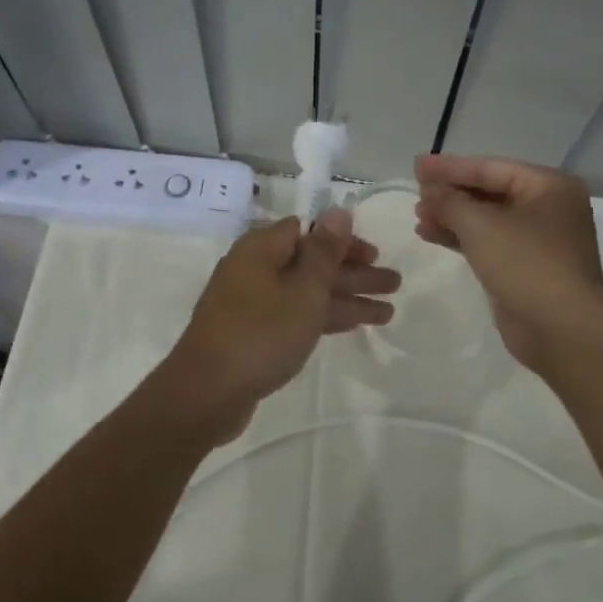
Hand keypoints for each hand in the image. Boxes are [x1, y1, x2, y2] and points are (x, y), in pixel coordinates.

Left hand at [161, 209, 398, 440]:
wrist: (207, 392)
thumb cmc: (261, 333)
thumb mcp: (303, 290)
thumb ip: (325, 251)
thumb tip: (338, 210)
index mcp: (261, 248)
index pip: (308, 230)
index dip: (343, 241)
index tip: (374, 254)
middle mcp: (254, 269)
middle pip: (311, 263)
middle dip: (354, 273)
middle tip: (394, 283)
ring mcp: (252, 303)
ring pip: (307, 292)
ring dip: (346, 298)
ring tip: (389, 312)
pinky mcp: (253, 333)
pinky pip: (295, 315)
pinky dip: (323, 317)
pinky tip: (353, 325)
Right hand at [414, 153, 602, 372]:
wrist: (561, 328)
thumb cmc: (526, 263)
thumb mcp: (480, 225)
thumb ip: (449, 202)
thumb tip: (429, 191)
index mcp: (549, 186)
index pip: (491, 168)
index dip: (450, 167)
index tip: (416, 166)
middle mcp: (548, 208)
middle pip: (490, 192)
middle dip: (451, 194)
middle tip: (416, 193)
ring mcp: (538, 240)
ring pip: (487, 219)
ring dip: (452, 217)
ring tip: (418, 217)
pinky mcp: (525, 268)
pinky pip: (488, 243)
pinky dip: (460, 238)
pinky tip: (430, 235)